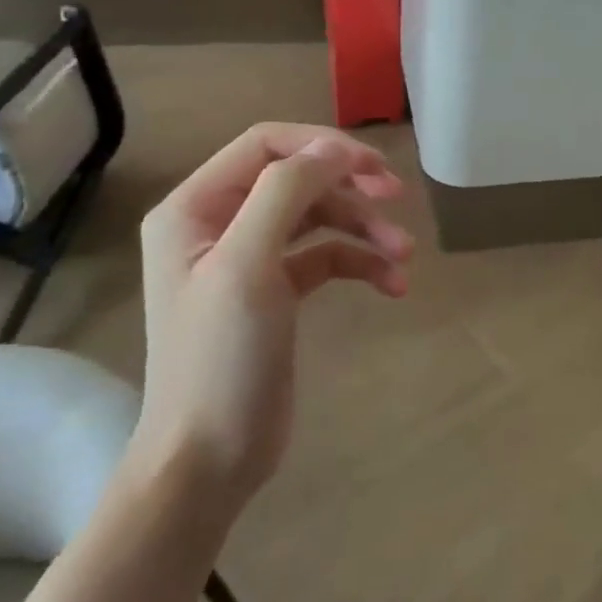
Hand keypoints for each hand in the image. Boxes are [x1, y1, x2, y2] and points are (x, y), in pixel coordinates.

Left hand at [132, 122, 412, 508]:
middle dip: (351, 186)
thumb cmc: (220, 358)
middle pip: (298, 178)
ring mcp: (249, 258)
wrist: (209, 456)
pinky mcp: (277, 292)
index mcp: (195, 208)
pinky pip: (327, 257)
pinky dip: (362, 263)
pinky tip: (393, 285)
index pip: (266, 145)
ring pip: (319, 217)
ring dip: (365, 229)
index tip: (375, 168)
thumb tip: (334, 150)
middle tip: (397, 196)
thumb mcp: (248, 265)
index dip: (323, 146)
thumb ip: (285, 193)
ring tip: (405, 256)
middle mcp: (219, 224)